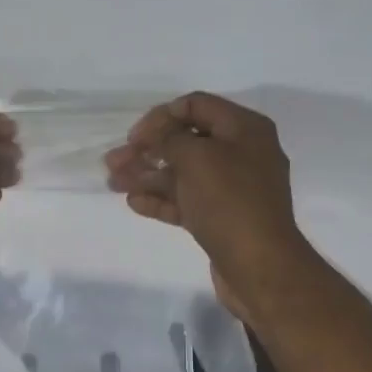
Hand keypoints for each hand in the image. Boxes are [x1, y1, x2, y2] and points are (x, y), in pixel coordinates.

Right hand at [105, 92, 309, 320]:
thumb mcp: (197, 157)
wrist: (259, 265)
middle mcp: (241, 153)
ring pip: (183, 174)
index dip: (161, 116)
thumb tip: (157, 136)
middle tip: (113, 162)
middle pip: (186, 142)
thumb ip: (170, 139)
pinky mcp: (221, 218)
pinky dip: (161, 200)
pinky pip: (187, 201)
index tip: (134, 137)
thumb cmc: (229, 201)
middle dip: (147, 150)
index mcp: (244, 129)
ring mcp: (232, 189)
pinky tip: (133, 203)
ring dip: (147, 176)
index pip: (196, 106)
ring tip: (113, 183)